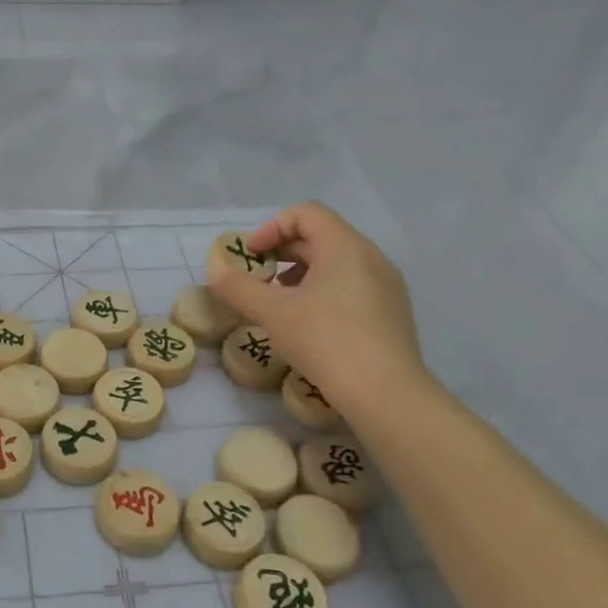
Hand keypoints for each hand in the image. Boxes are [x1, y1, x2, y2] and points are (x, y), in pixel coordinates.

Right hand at [206, 201, 427, 417]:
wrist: (386, 394)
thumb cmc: (326, 341)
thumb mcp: (272, 313)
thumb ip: (238, 287)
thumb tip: (215, 269)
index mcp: (344, 247)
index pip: (305, 214)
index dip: (271, 228)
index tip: (253, 257)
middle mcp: (371, 257)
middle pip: (321, 236)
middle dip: (283, 252)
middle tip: (258, 279)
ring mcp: (387, 285)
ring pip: (337, 263)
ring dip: (302, 273)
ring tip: (280, 303)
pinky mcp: (392, 312)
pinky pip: (353, 285)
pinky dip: (324, 291)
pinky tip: (310, 324)